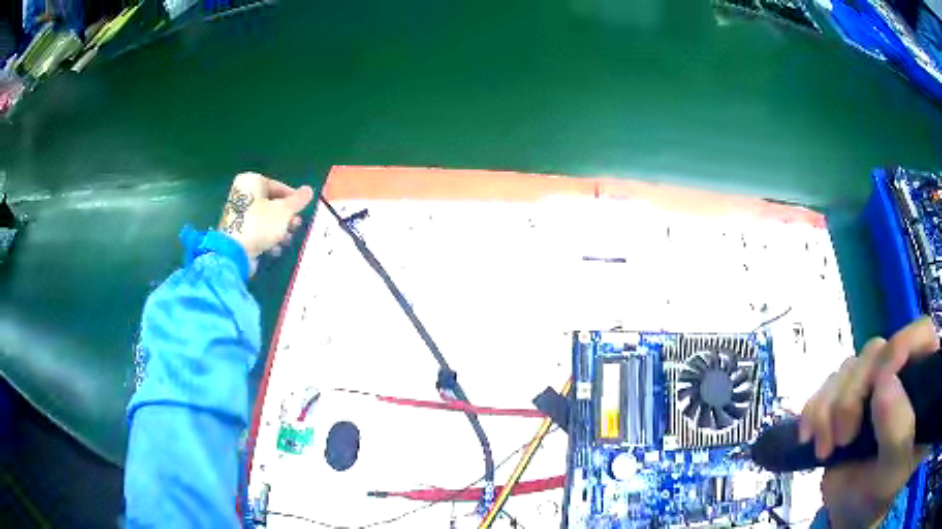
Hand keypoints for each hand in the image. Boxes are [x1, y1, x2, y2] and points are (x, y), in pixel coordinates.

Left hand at [218, 173, 313, 268]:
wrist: (235, 251)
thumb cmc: (260, 224)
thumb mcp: (284, 210)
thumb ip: (298, 200)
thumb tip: (309, 190)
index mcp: (252, 181)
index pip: (278, 186)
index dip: (293, 198)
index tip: (303, 210)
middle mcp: (242, 193)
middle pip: (271, 203)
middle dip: (286, 217)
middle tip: (296, 226)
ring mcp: (237, 213)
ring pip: (265, 218)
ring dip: (279, 229)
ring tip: (286, 239)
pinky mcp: (236, 231)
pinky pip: (256, 230)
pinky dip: (266, 238)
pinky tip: (274, 248)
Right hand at [800, 317, 936, 528]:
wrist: (861, 523)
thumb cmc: (888, 496)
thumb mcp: (898, 469)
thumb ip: (899, 430)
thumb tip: (884, 382)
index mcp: (922, 383)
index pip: (919, 336)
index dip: (902, 344)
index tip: (882, 379)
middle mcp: (900, 379)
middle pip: (877, 353)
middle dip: (853, 392)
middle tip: (844, 437)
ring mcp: (872, 396)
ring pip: (848, 369)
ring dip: (828, 405)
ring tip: (824, 447)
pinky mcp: (846, 413)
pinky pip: (825, 390)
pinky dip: (812, 410)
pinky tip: (808, 436)